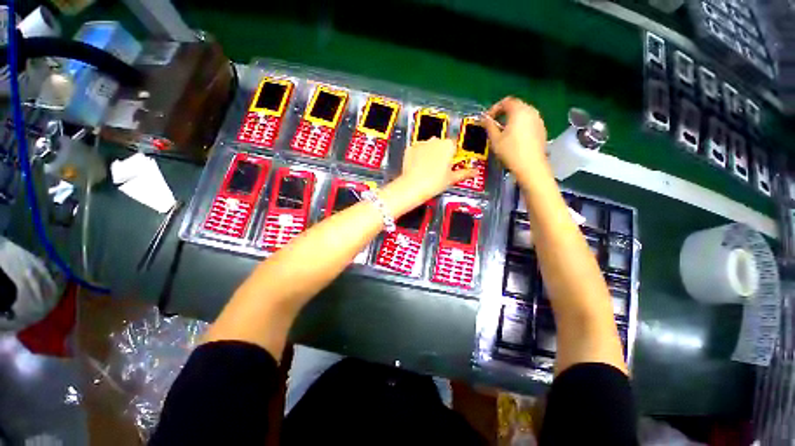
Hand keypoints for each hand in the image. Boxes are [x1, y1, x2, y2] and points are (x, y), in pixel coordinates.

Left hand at [379, 138, 476, 216]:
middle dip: (441, 154)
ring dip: (429, 154)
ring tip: (427, 169)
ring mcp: (421, 143)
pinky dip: (417, 156)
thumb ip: (465, 173)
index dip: (453, 155)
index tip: (450, 164)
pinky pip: (416, 150)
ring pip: (428, 146)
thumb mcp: (452, 179)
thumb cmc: (434, 183)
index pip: (454, 146)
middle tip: (439, 169)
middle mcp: (435, 140)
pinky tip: (418, 167)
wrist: (413, 187)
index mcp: (448, 145)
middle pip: (440, 145)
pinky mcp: (409, 148)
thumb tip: (475, 172)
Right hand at [482, 97, 548, 181]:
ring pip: (523, 114)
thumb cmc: (510, 151)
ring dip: (512, 120)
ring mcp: (538, 120)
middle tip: (494, 125)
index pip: (506, 101)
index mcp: (519, 111)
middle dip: (503, 114)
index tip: (487, 119)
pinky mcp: (542, 130)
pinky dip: (520, 126)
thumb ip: (489, 126)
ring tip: (503, 133)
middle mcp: (531, 111)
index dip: (494, 108)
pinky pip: (529, 122)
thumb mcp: (495, 139)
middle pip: (516, 106)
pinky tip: (514, 139)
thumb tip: (484, 119)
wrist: (531, 166)